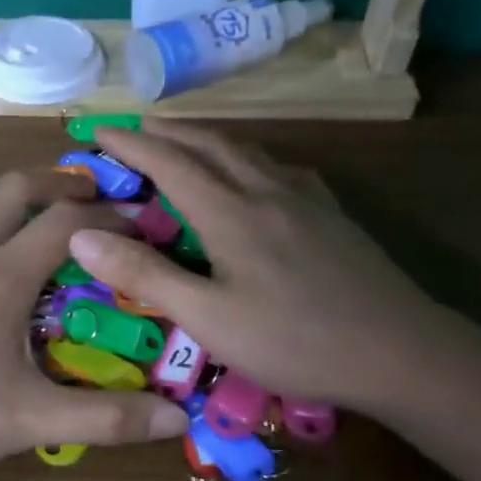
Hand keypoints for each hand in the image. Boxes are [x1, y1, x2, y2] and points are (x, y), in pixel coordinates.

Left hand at [0, 169, 187, 480]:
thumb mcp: (23, 424)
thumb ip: (102, 419)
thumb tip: (177, 417)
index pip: (65, 225)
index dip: (107, 217)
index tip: (135, 221)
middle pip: (12, 190)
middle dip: (55, 183)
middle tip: (86, 192)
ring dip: (1, 191)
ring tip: (25, 204)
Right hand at [66, 122, 442, 414]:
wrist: (398, 352)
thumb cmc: (294, 341)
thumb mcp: (207, 318)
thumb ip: (145, 274)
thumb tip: (82, 234)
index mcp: (231, 213)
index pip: (169, 162)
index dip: (130, 144)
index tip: (98, 130)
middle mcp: (267, 191)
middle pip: (210, 144)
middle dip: (167, 131)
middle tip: (134, 128)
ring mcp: (306, 200)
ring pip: (248, 151)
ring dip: (207, 139)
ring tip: (184, 143)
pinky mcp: (332, 216)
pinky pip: (279, 169)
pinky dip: (248, 159)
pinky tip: (254, 176)